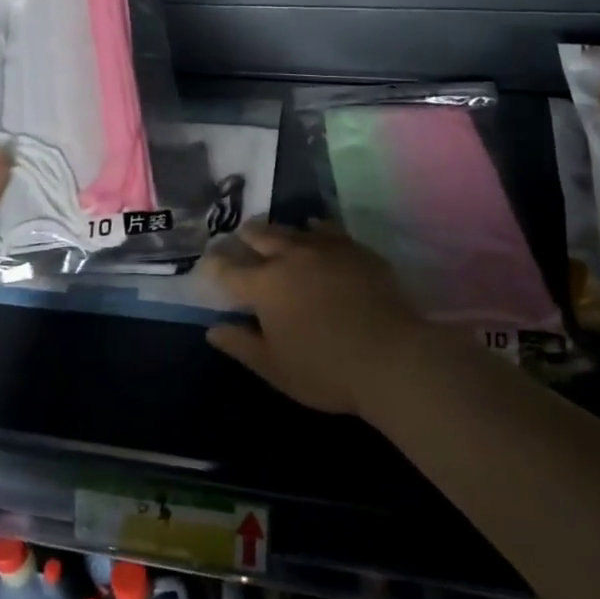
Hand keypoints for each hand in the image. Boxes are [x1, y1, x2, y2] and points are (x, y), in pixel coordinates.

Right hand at [203, 219, 426, 416]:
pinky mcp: (354, 248)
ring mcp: (324, 247)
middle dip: (246, 236)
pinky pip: (327, 228)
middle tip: (241, 236)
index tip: (207, 263)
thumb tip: (213, 329)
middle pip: (260, 236)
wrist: (392, 356)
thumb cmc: (326, 369)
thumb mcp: (275, 368)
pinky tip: (316, 230)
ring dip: (279, 231)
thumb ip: (241, 345)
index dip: (213, 265)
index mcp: (264, 285)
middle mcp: (289, 256)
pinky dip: (315, 228)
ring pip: (293, 228)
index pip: (228, 270)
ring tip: (276, 234)